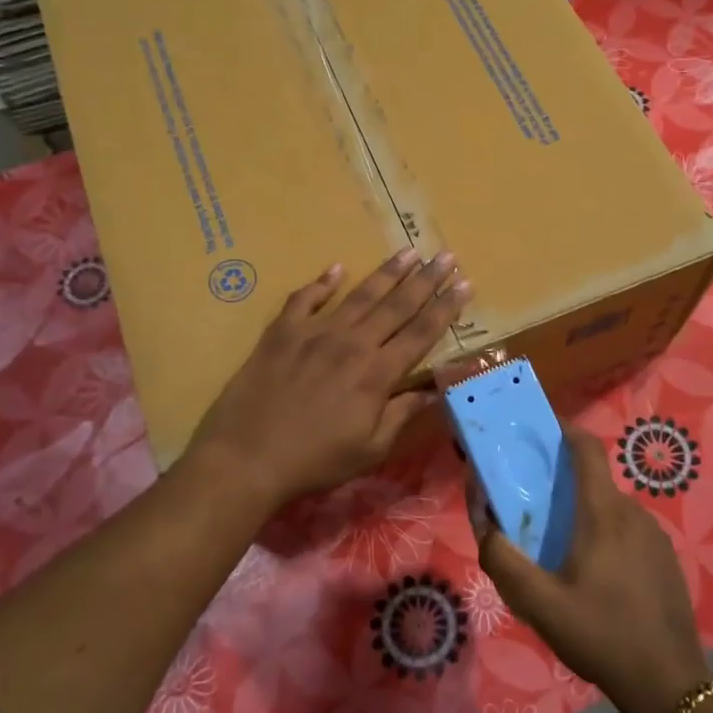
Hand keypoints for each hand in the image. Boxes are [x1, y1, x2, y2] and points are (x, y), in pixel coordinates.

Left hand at [188, 249, 470, 511]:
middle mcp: (352, 343)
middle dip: (426, 279)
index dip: (446, 308)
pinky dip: (321, 283)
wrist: (247, 457)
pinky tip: (335, 269)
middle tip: (446, 255)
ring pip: (359, 294)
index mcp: (377, 373)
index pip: (421, 333)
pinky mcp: (282, 332)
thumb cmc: (315, 460)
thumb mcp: (370, 449)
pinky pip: (304, 299)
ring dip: (387, 272)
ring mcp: (314, 333)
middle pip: (397, 305)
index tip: (465, 284)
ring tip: (409, 251)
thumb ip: (402, 414)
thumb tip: (434, 391)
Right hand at [475, 425, 712, 712]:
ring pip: (610, 510)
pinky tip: (595, 579)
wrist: (669, 684)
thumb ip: (503, 560)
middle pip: (593, 482)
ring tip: (560, 554)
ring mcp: (655, 536)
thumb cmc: (600, 636)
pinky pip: (628, 532)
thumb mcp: (539, 604)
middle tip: (533, 513)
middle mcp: (633, 513)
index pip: (586, 448)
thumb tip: (486, 524)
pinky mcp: (666, 559)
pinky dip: (606, 538)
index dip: (563, 430)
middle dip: (562, 486)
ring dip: (584, 517)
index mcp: (603, 514)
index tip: (538, 432)